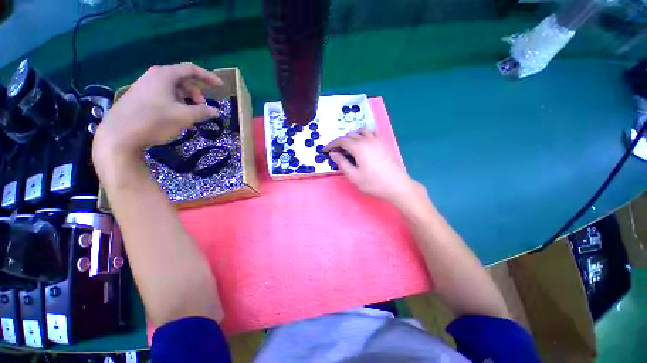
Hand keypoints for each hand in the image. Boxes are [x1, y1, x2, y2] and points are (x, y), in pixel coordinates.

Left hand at [93, 63, 221, 160]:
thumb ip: (203, 112)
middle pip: (182, 80)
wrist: (119, 135)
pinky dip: (175, 105)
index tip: (220, 86)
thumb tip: (215, 111)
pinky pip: (163, 97)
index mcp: (164, 75)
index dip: (208, 77)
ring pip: (173, 90)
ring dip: (186, 101)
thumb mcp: (184, 117)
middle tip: (203, 107)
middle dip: (196, 93)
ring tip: (191, 116)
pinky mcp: (139, 99)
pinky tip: (178, 119)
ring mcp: (145, 87)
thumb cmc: (155, 120)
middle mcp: (154, 77)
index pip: (191, 70)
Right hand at [324, 130, 420, 205]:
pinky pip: (371, 133)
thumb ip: (341, 163)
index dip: (331, 144)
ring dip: (352, 137)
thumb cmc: (373, 183)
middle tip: (336, 151)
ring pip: (361, 132)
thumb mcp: (353, 176)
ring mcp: (377, 140)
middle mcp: (367, 140)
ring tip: (348, 146)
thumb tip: (333, 153)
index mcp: (358, 147)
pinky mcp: (384, 143)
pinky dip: (363, 136)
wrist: (396, 185)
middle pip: (350, 135)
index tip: (325, 150)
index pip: (341, 141)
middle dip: (340, 141)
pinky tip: (363, 144)